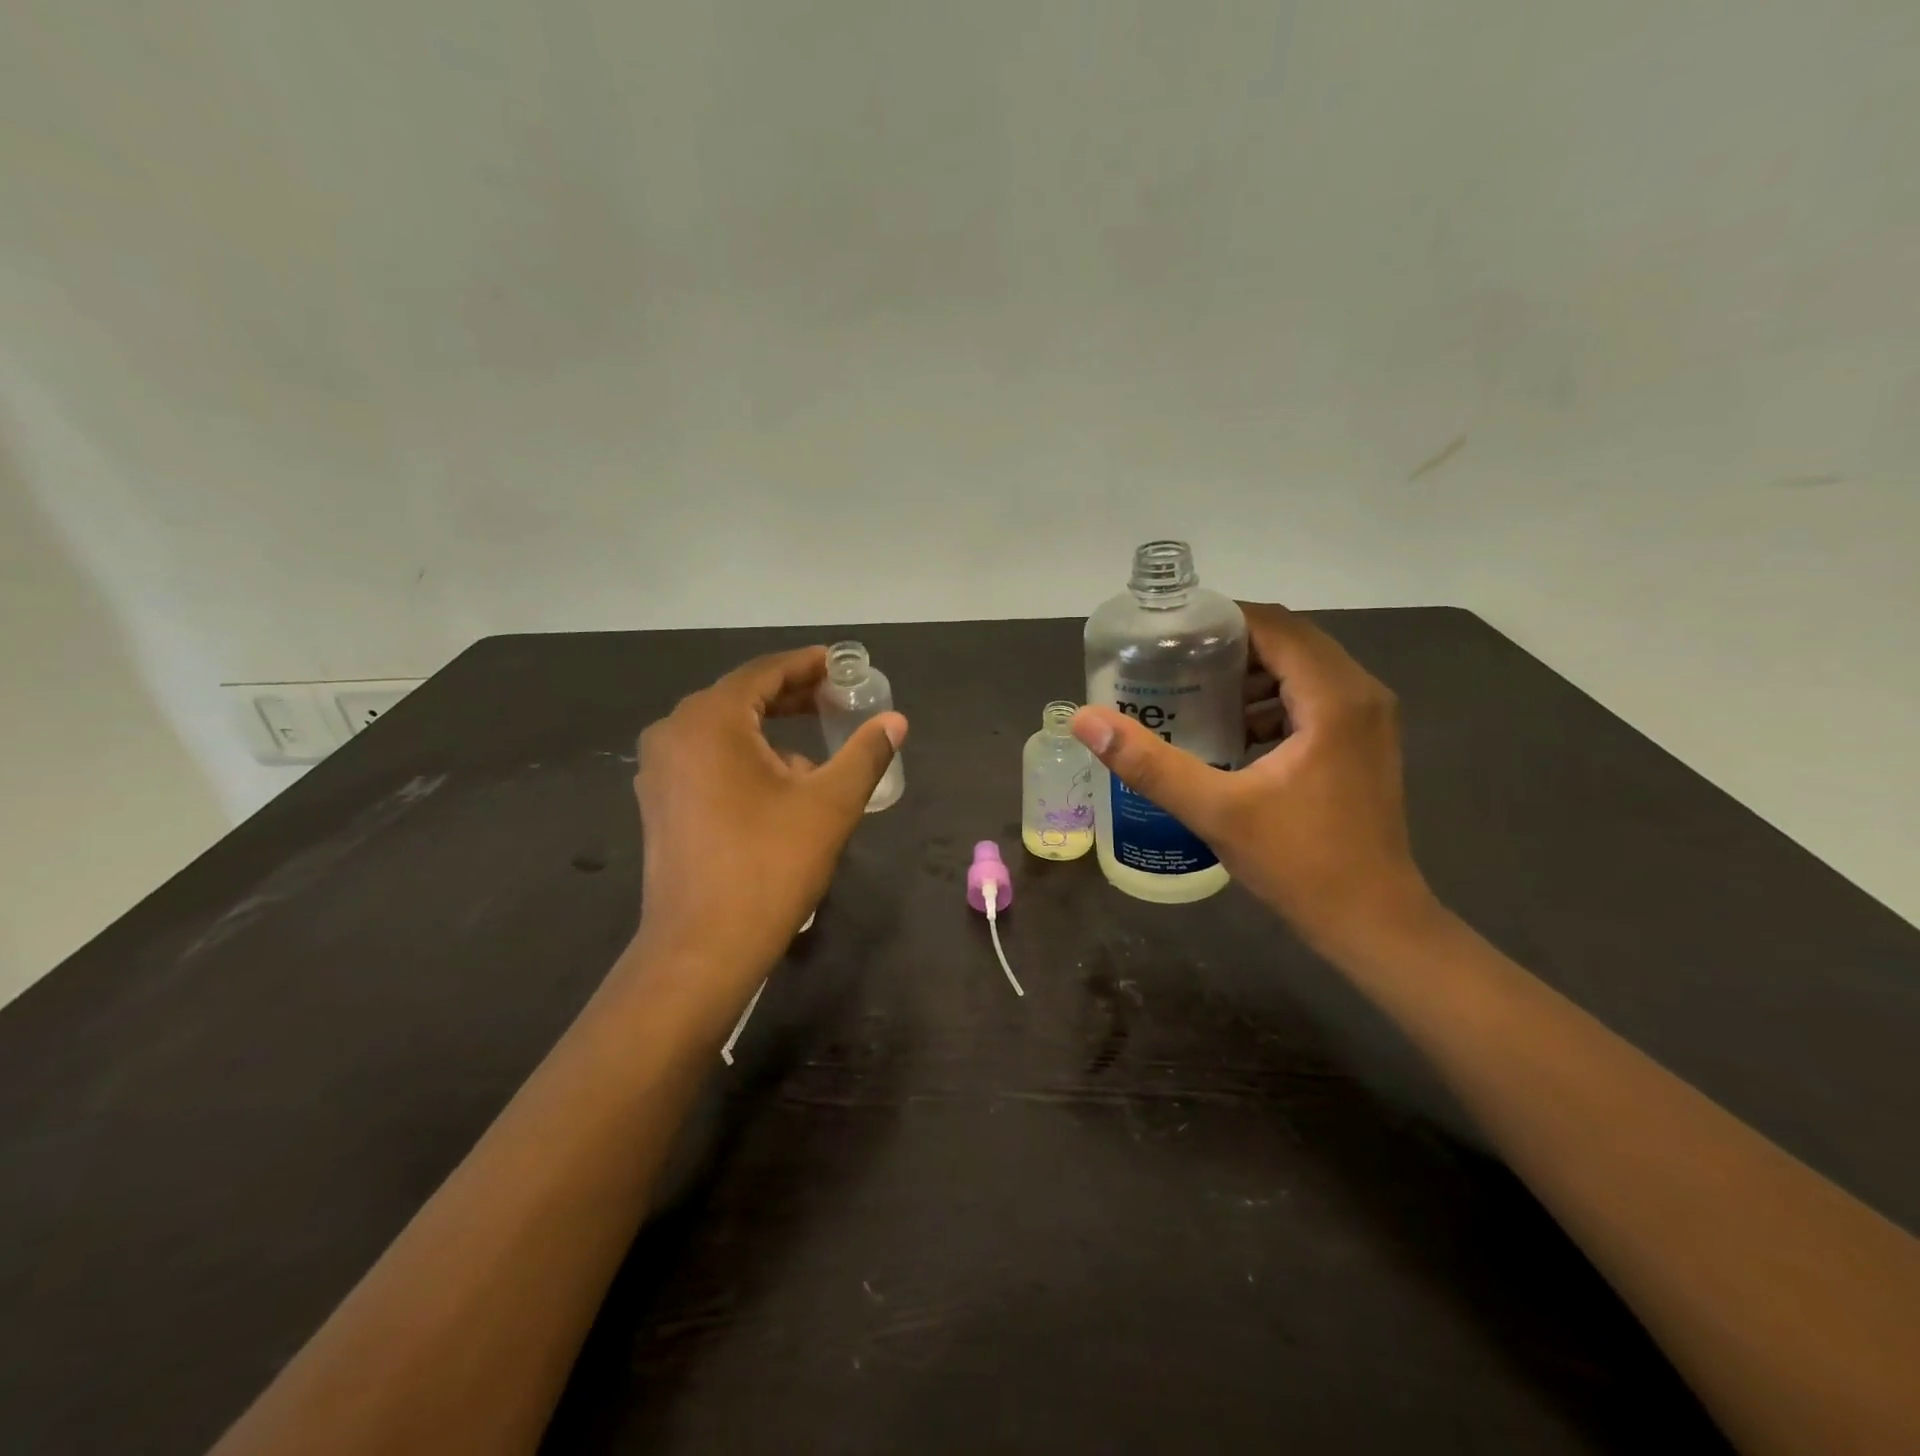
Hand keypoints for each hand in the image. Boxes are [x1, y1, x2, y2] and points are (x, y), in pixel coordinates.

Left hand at [630, 647, 906, 1005]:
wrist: (702, 947)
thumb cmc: (769, 865)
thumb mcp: (830, 803)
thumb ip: (865, 753)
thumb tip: (895, 720)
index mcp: (709, 720)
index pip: (764, 673)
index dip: (807, 665)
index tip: (842, 664)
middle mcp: (674, 733)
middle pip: (740, 697)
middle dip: (791, 696)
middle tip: (836, 698)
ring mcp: (659, 770)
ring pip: (723, 730)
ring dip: (769, 729)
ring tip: (815, 742)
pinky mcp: (660, 802)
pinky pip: (708, 759)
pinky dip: (745, 756)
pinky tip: (780, 781)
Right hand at [1071, 603, 1433, 953]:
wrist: (1373, 923)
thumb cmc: (1301, 863)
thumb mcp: (1216, 810)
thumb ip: (1149, 763)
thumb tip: (1086, 720)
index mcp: (1335, 697)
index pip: (1273, 626)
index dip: (1219, 621)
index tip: (1168, 636)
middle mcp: (1362, 694)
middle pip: (1289, 642)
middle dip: (1228, 647)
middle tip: (1171, 663)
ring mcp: (1369, 720)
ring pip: (1303, 669)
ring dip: (1250, 675)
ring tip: (1192, 693)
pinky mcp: (1363, 743)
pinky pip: (1313, 698)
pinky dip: (1271, 701)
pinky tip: (1231, 732)